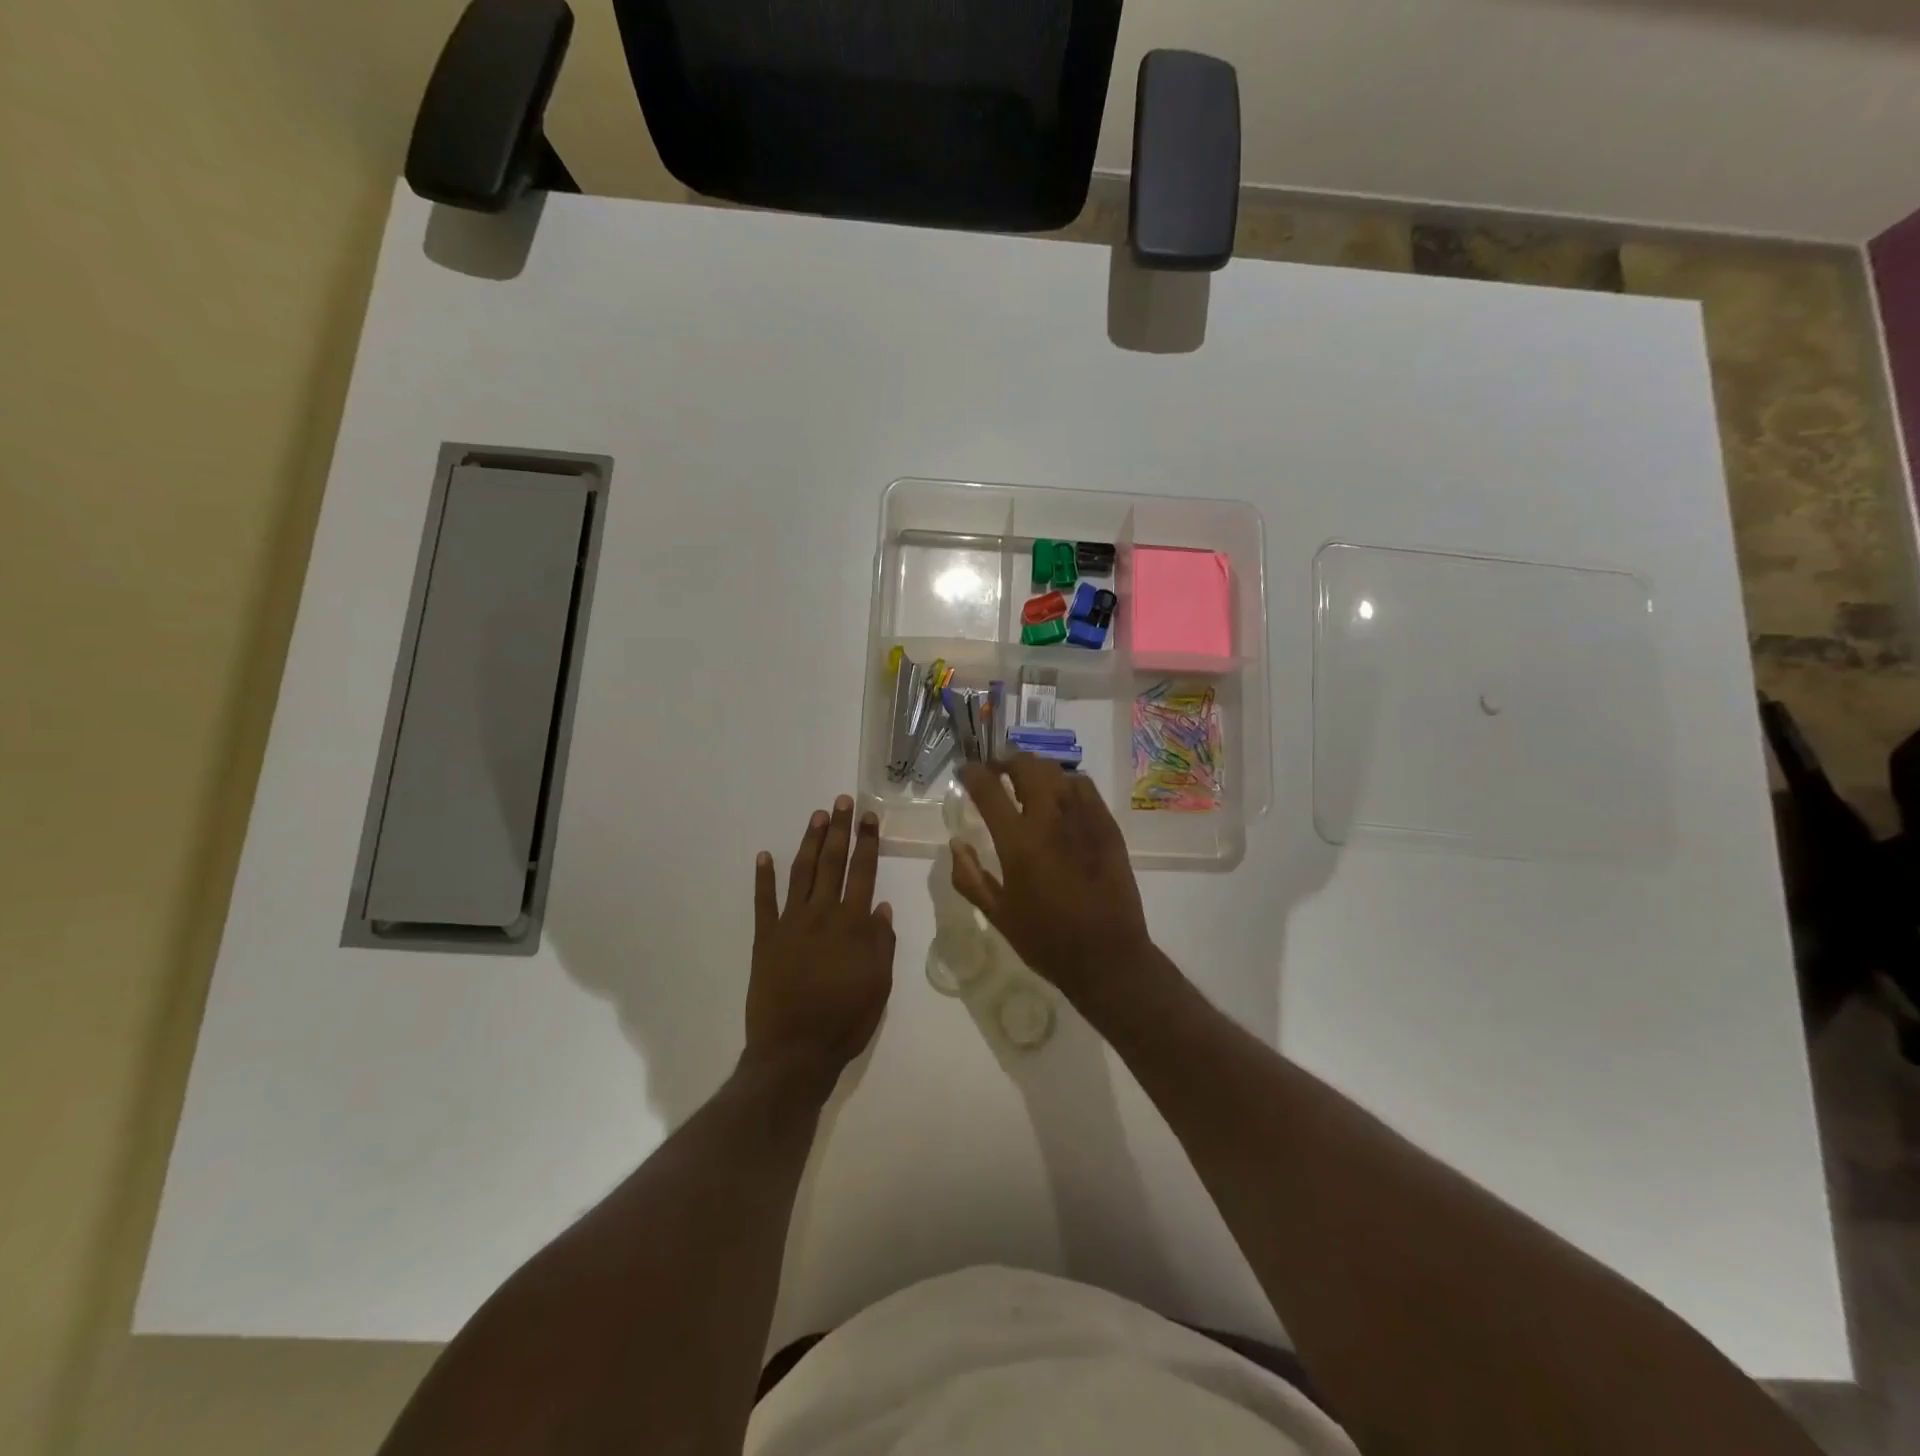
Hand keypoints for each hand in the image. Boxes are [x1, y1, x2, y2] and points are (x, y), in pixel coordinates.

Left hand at [745, 796, 895, 1091]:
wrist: (794, 1052)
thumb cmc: (845, 1020)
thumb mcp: (879, 985)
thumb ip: (881, 942)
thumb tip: (880, 906)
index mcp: (852, 926)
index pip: (862, 873)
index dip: (867, 843)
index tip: (869, 817)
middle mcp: (821, 915)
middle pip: (832, 863)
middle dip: (839, 830)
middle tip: (842, 802)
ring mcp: (790, 924)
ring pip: (801, 873)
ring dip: (810, 843)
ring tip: (817, 816)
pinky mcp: (765, 939)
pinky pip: (763, 902)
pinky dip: (763, 878)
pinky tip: (764, 855)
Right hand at [951, 757, 1154, 1006]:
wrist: (1107, 956)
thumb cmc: (1046, 940)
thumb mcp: (997, 914)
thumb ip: (970, 876)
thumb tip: (956, 843)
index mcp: (1018, 842)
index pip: (988, 788)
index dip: (972, 773)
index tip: (964, 771)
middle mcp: (1050, 819)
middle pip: (1026, 766)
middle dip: (1005, 761)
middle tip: (996, 772)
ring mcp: (1084, 818)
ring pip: (1056, 771)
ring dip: (1035, 770)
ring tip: (1026, 782)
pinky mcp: (1107, 825)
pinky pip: (1084, 786)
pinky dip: (1065, 783)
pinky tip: (1060, 798)